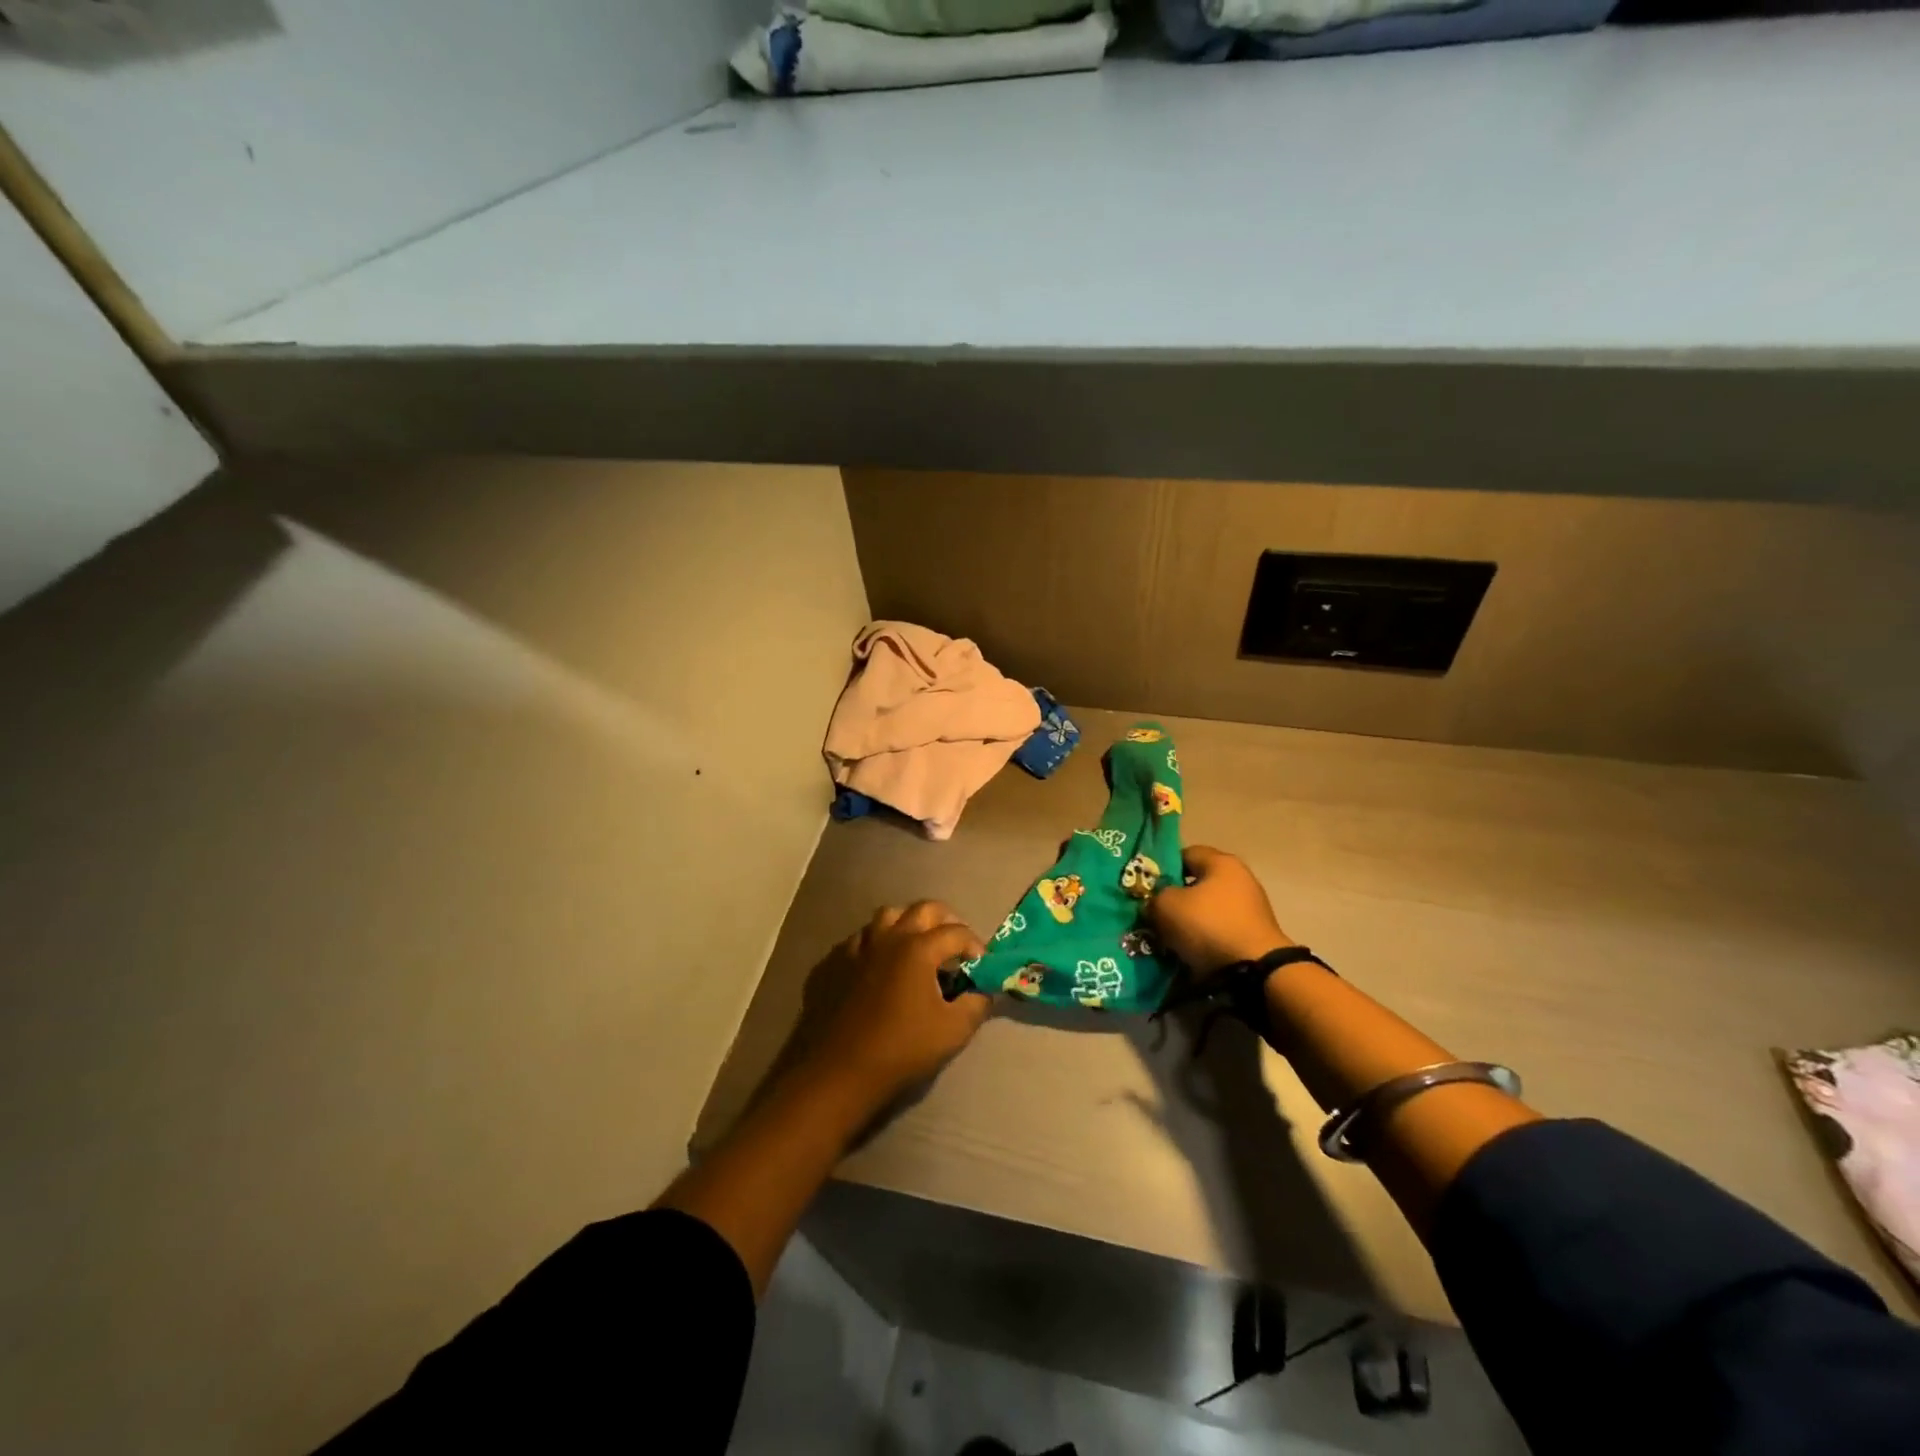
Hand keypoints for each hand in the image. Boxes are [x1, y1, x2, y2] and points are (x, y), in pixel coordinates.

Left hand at [805, 901, 991, 1106]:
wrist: (837, 1071)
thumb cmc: (901, 1049)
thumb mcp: (953, 1031)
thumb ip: (976, 1004)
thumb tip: (981, 990)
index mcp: (918, 948)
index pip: (957, 932)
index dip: (974, 945)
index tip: (980, 964)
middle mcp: (888, 936)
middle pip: (922, 909)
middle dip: (945, 920)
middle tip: (953, 944)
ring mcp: (856, 946)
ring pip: (886, 917)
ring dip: (907, 924)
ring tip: (916, 946)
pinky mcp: (832, 962)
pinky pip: (859, 940)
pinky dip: (876, 944)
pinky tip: (878, 967)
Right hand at [1148, 845, 1293, 976]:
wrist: (1255, 973)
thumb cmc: (1208, 926)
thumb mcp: (1166, 906)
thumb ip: (1154, 897)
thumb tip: (1154, 903)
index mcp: (1222, 862)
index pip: (1185, 854)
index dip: (1163, 868)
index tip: (1147, 888)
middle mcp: (1240, 879)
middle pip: (1197, 884)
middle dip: (1174, 899)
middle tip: (1154, 915)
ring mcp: (1251, 909)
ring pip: (1206, 910)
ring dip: (1188, 922)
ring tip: (1167, 938)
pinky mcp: (1254, 936)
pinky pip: (1218, 931)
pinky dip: (1203, 940)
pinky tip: (1187, 952)